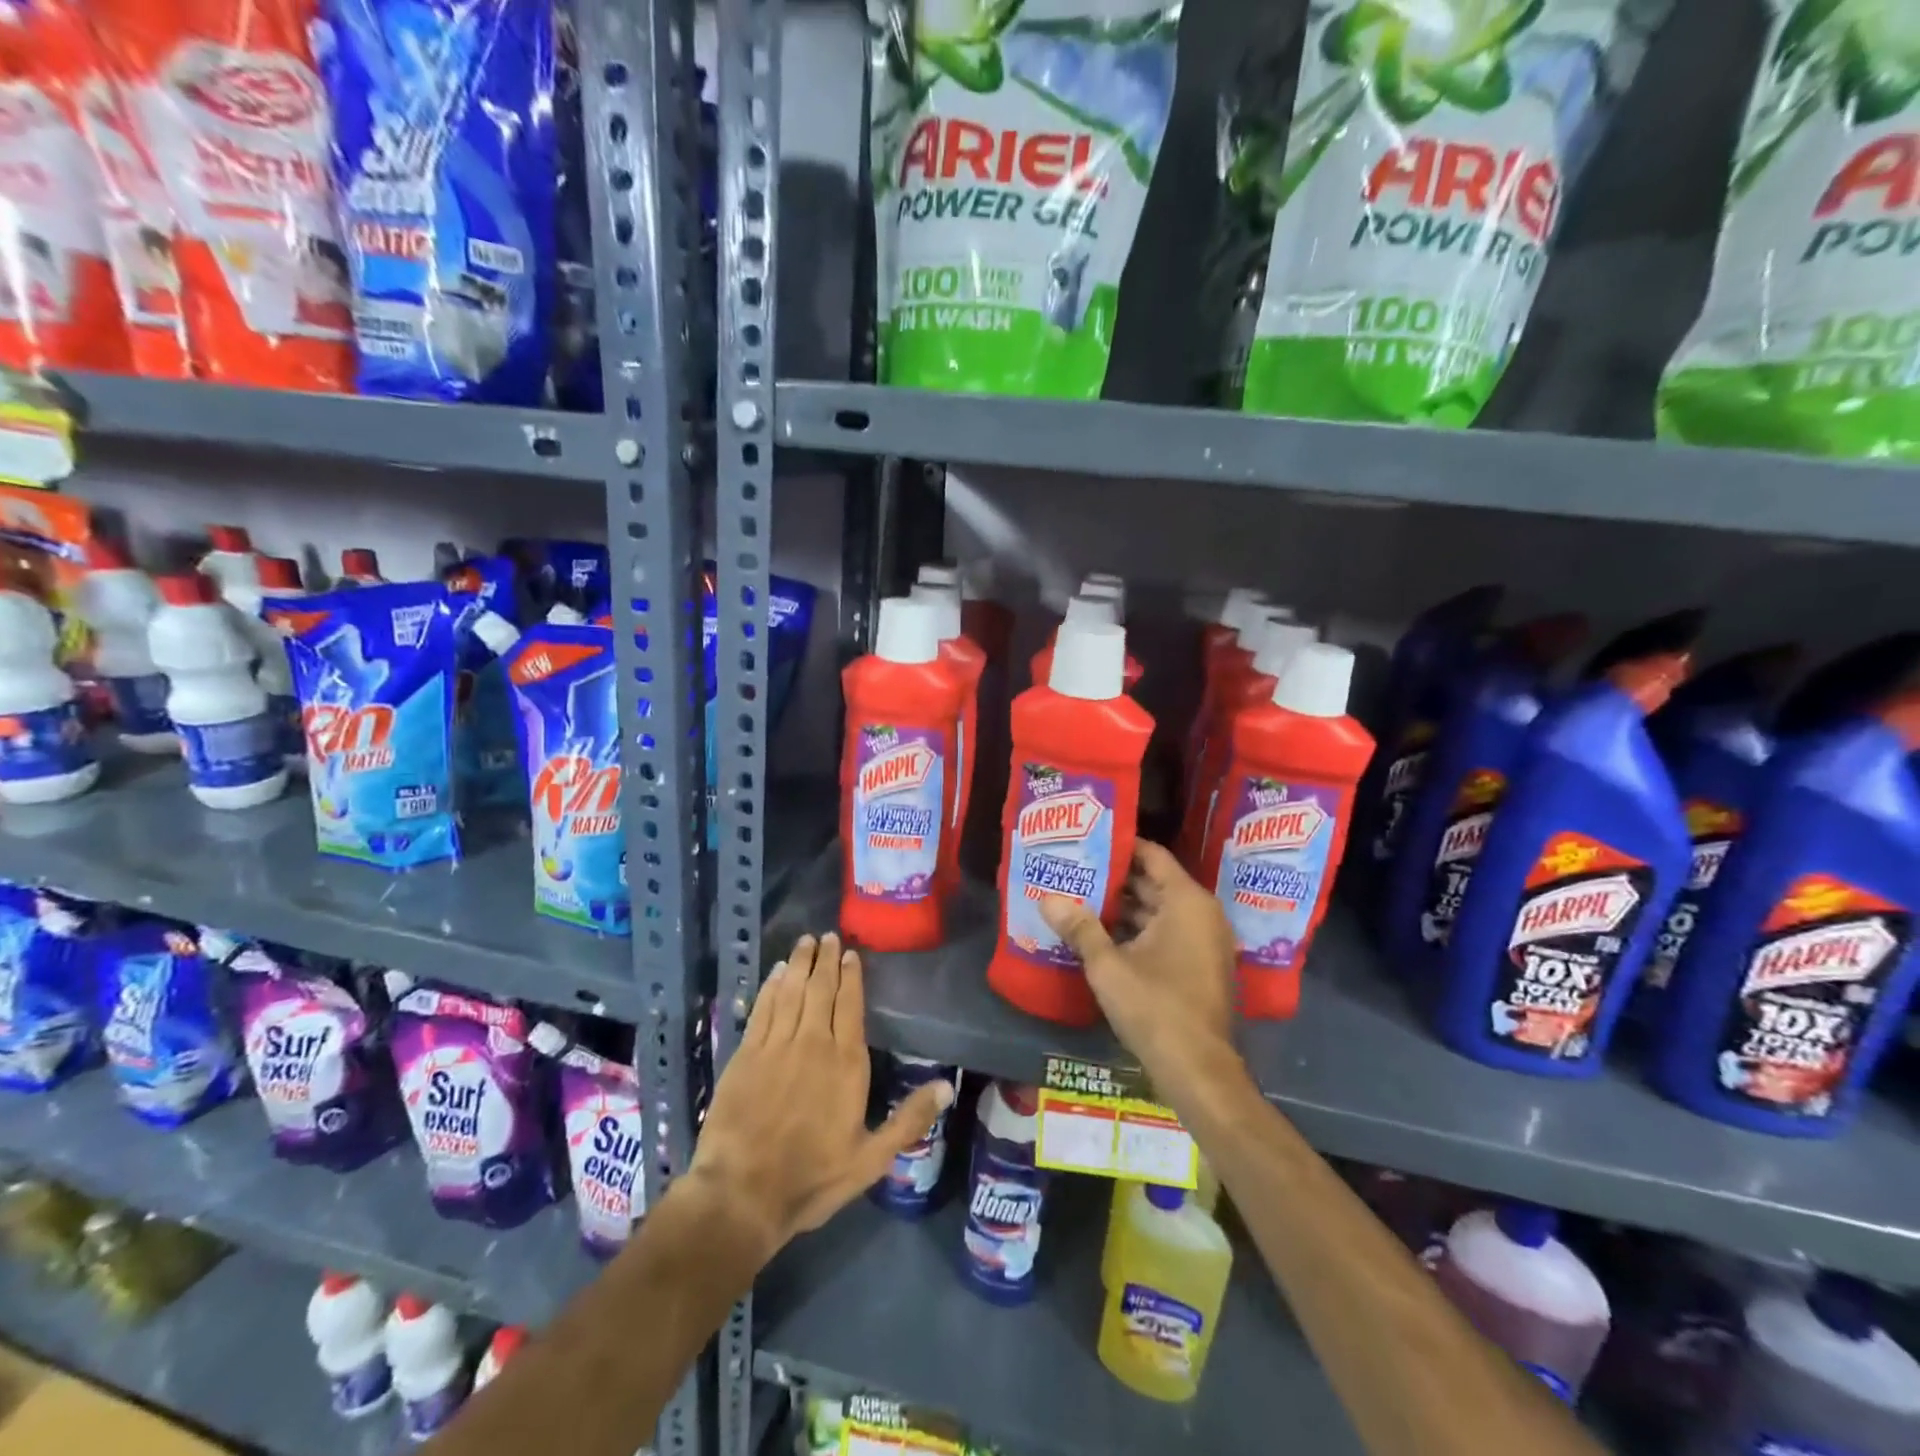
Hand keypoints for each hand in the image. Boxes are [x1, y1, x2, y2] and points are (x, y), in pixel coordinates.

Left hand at [688, 932, 953, 1262]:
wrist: (742, 1194)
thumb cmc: (812, 1178)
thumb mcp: (871, 1159)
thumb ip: (909, 1119)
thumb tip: (947, 1086)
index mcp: (846, 1062)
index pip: (850, 1005)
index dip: (851, 976)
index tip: (849, 953)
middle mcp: (813, 1043)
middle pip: (820, 989)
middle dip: (825, 960)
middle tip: (826, 935)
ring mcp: (776, 1045)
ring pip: (791, 991)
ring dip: (799, 964)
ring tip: (804, 942)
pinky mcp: (746, 1054)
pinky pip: (762, 1009)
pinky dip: (770, 987)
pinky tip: (775, 974)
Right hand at [1040, 841, 1236, 1090]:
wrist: (1199, 1071)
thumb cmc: (1155, 1007)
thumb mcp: (1108, 966)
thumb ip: (1079, 928)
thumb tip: (1047, 898)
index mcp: (1186, 901)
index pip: (1152, 856)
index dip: (1119, 846)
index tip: (1086, 841)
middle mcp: (1201, 914)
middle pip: (1154, 882)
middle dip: (1114, 878)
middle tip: (1073, 869)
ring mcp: (1203, 941)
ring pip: (1158, 910)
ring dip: (1123, 907)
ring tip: (1079, 897)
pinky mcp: (1199, 966)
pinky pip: (1165, 932)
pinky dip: (1137, 930)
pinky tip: (1100, 934)